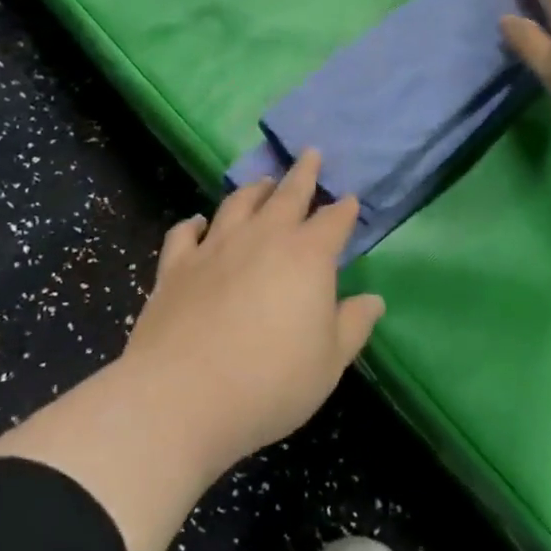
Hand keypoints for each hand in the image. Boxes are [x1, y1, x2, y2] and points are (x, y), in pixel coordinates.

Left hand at [121, 150, 383, 478]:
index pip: (333, 221)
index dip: (344, 210)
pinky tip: (197, 222)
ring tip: (263, 181)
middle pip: (288, 194)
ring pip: (238, 203)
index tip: (350, 200)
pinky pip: (185, 233)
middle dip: (304, 173)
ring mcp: (215, 247)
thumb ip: (354, 325)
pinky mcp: (176, 266)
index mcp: (307, 256)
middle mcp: (263, 238)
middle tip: (311, 153)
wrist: (182, 397)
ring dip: (254, 189)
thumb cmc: (271, 382)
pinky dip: (193, 223)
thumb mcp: (329, 362)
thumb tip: (374, 300)